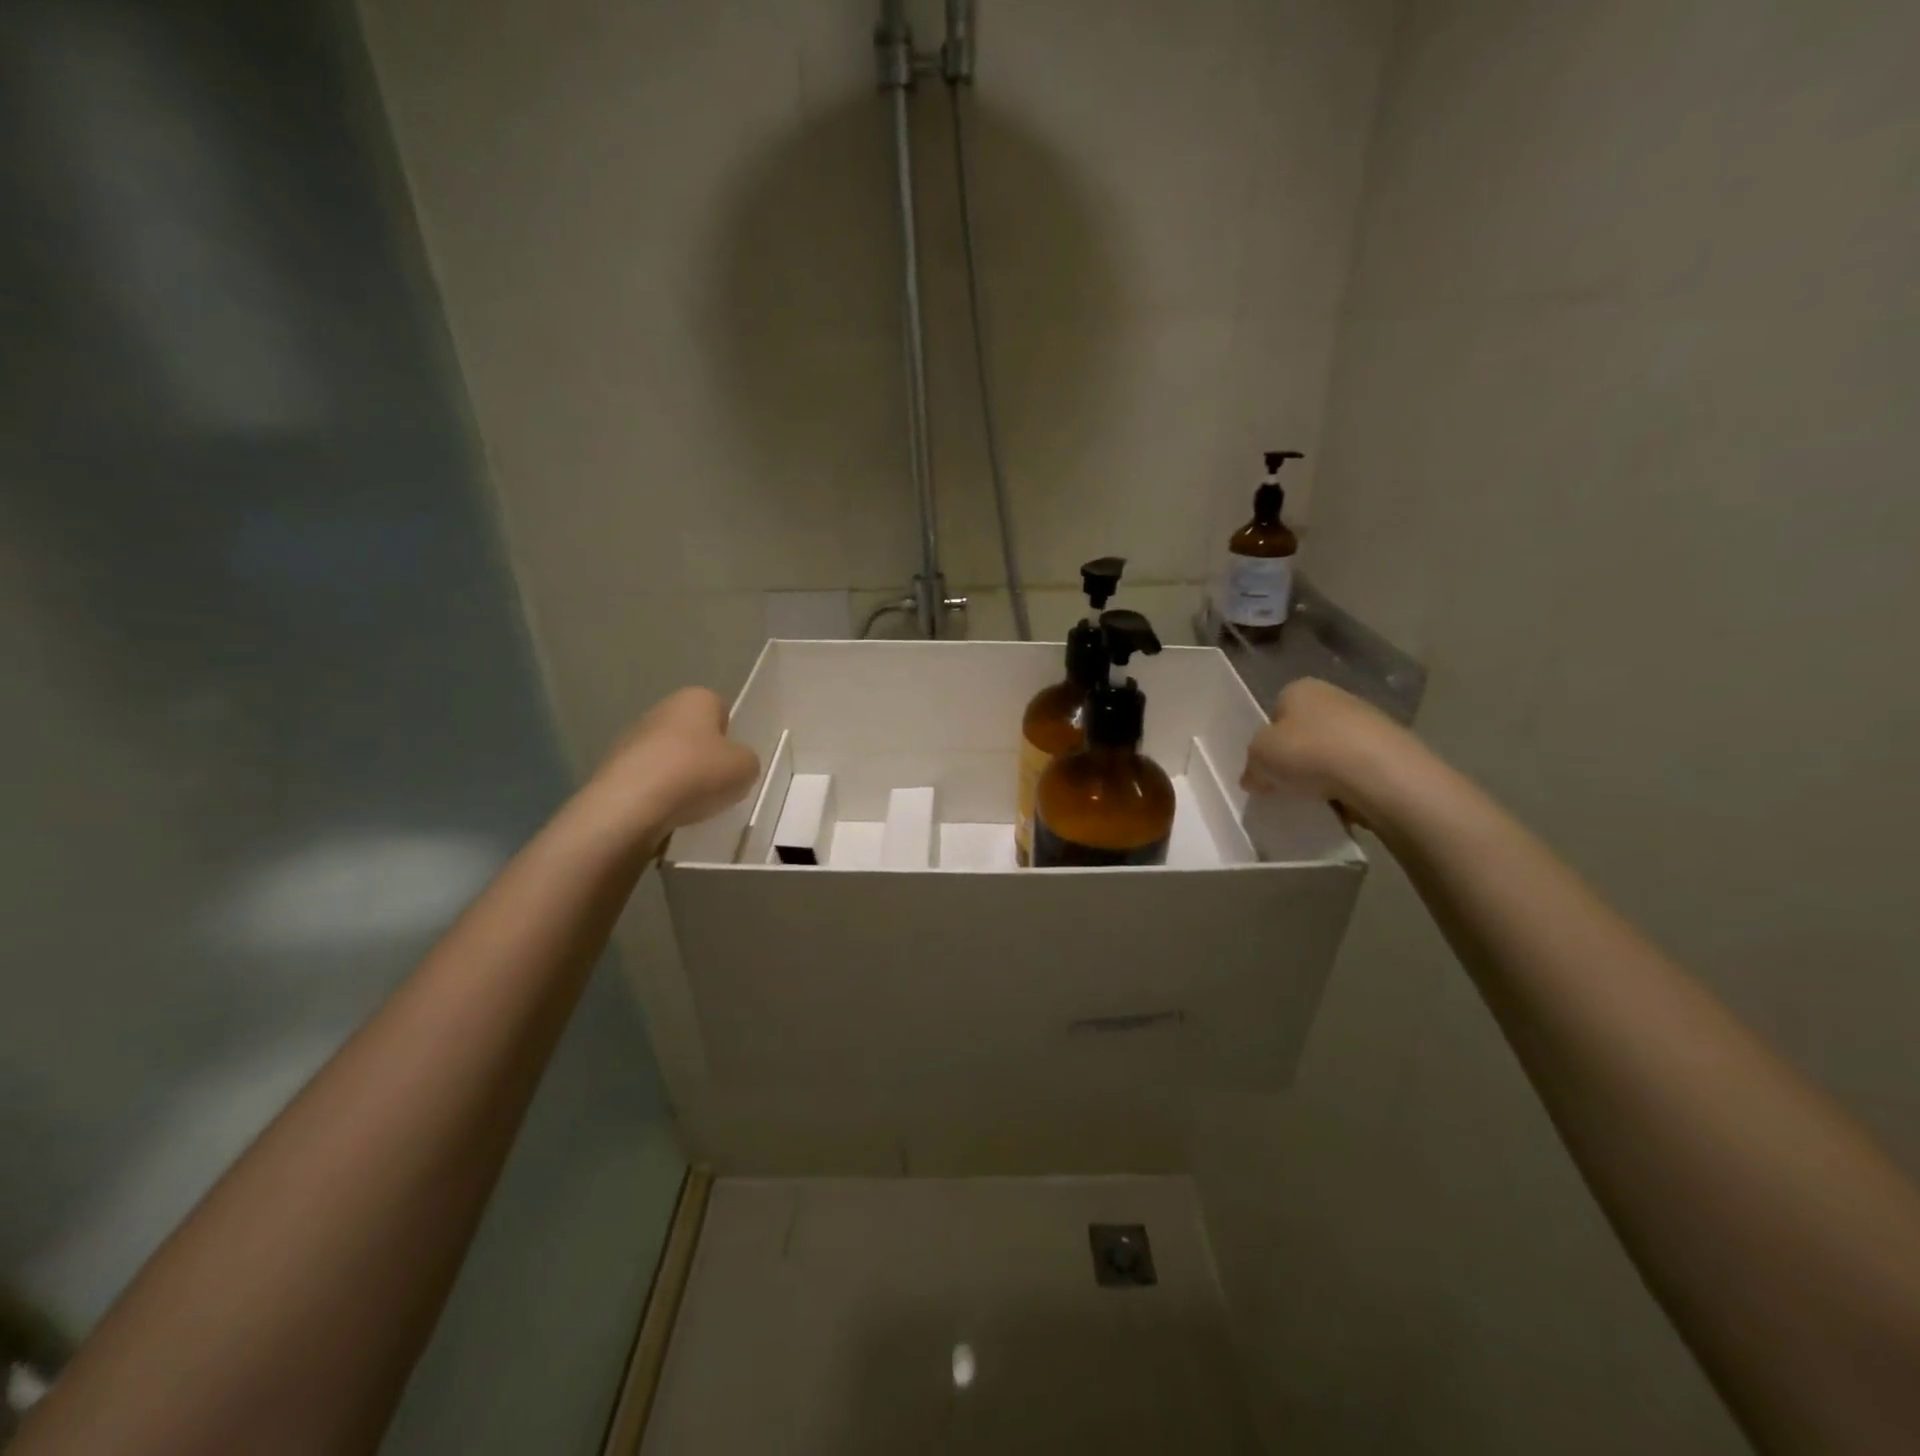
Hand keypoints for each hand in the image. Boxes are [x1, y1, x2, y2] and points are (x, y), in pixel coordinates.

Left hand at [590, 688, 760, 838]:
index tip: (733, 762)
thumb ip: (747, 761)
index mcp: (695, 698)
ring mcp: (631, 738)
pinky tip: (665, 814)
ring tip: (690, 806)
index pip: (720, 709)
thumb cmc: (696, 774)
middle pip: (692, 734)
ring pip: (668, 757)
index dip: (731, 736)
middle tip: (717, 786)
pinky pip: (647, 780)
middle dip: (703, 757)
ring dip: (679, 777)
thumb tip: (735, 764)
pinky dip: (657, 795)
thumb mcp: (746, 768)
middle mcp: (661, 709)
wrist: (630, 806)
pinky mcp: (612, 769)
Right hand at [1241, 678, 1421, 826]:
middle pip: (1304, 731)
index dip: (1267, 741)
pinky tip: (1343, 801)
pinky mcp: (1391, 749)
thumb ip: (1251, 766)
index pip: (1275, 713)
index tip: (1265, 767)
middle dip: (1296, 756)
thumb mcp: (1258, 758)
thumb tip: (1254, 777)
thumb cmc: (1309, 752)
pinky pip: (1357, 769)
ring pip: (1332, 750)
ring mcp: (1368, 721)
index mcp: (1299, 688)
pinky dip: (1348, 784)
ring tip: (1316, 797)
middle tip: (1286, 784)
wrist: (1381, 773)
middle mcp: (1334, 696)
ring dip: (1323, 772)